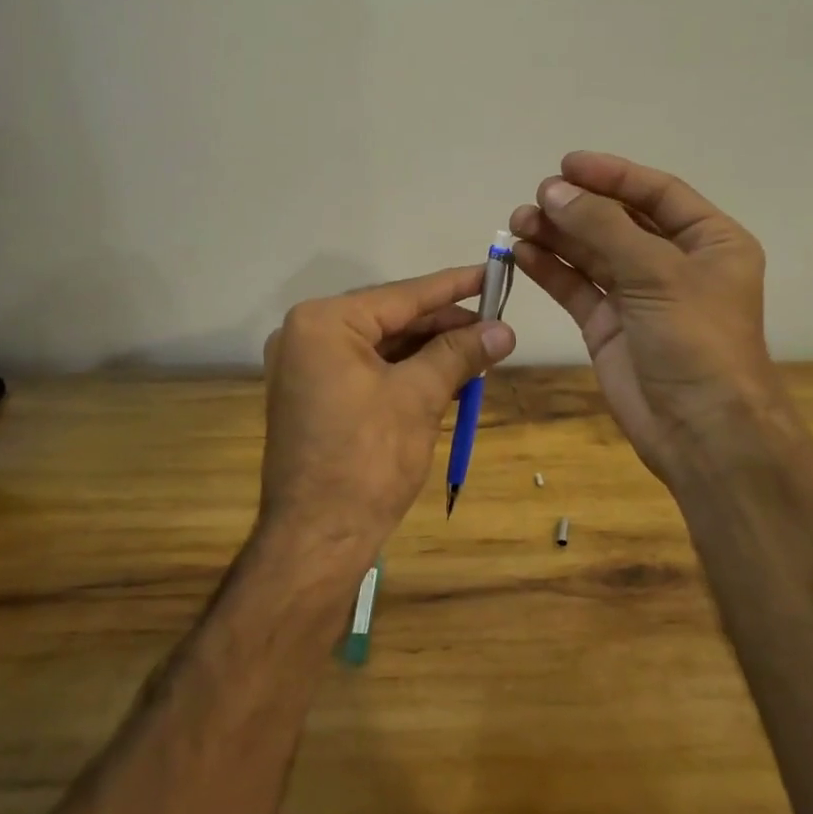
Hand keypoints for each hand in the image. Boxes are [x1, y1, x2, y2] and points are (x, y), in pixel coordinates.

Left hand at [258, 266, 515, 571]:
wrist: (316, 540)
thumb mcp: (419, 397)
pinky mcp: (314, 396)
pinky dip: (407, 373)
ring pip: (383, 347)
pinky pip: (368, 370)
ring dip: (430, 352)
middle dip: (444, 327)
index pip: (402, 296)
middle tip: (495, 327)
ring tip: (480, 352)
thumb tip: (505, 330)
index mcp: (323, 323)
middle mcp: (307, 335)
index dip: (453, 286)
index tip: (491, 273)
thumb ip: (460, 354)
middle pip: (391, 320)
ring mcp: (306, 368)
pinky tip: (448, 376)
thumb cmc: (367, 459)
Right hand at [510, 152, 783, 489]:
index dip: (612, 175)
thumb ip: (602, 226)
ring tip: (519, 221)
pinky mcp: (609, 326)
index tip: (566, 164)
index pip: (657, 193)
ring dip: (557, 235)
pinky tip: (522, 253)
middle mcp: (675, 263)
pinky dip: (551, 269)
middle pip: (619, 221)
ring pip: (592, 253)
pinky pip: (577, 287)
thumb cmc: (695, 338)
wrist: (701, 430)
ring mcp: (639, 296)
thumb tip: (552, 190)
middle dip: (577, 207)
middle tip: (535, 198)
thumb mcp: (656, 272)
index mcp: (709, 241)